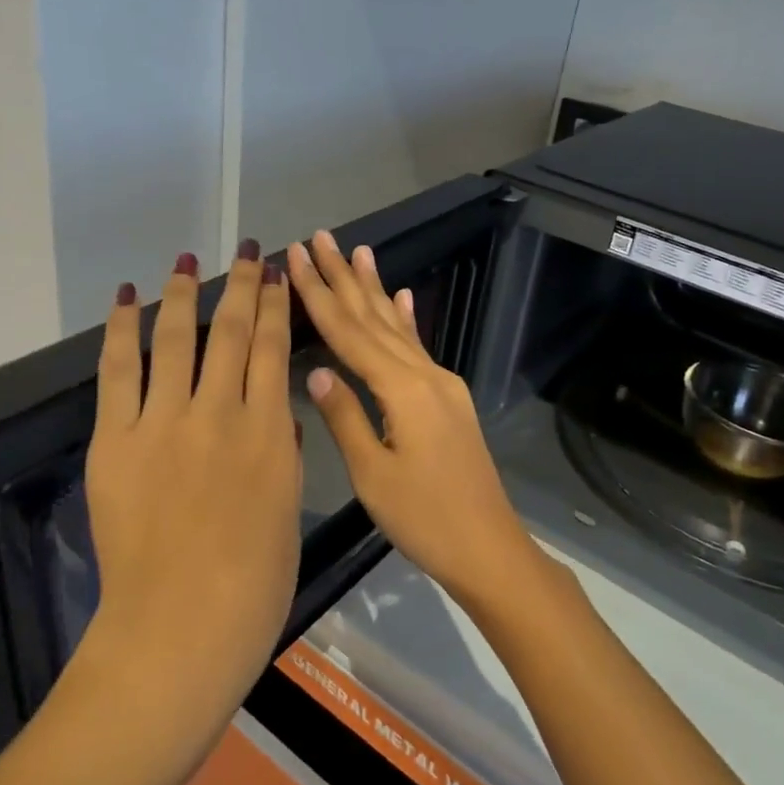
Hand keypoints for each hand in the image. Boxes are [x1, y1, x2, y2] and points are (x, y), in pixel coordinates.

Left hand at [84, 245, 301, 691]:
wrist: (180, 628)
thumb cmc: (253, 584)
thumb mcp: (285, 511)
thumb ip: (282, 454)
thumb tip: (277, 413)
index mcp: (270, 432)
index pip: (274, 350)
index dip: (276, 306)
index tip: (278, 275)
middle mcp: (221, 412)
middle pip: (232, 331)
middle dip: (242, 285)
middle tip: (247, 252)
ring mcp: (166, 422)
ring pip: (178, 338)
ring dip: (184, 293)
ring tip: (186, 259)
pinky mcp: (117, 439)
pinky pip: (118, 371)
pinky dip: (121, 329)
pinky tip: (125, 297)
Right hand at [286, 229, 538, 607]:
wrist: (489, 547)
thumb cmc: (426, 519)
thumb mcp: (374, 476)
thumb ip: (345, 417)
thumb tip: (316, 370)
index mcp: (402, 389)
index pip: (349, 332)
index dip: (318, 293)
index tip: (295, 257)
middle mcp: (424, 374)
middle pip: (374, 317)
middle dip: (343, 276)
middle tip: (320, 237)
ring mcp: (441, 384)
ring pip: (397, 326)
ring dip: (374, 288)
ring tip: (359, 250)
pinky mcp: (448, 399)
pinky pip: (420, 347)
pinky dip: (408, 320)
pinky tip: (403, 297)